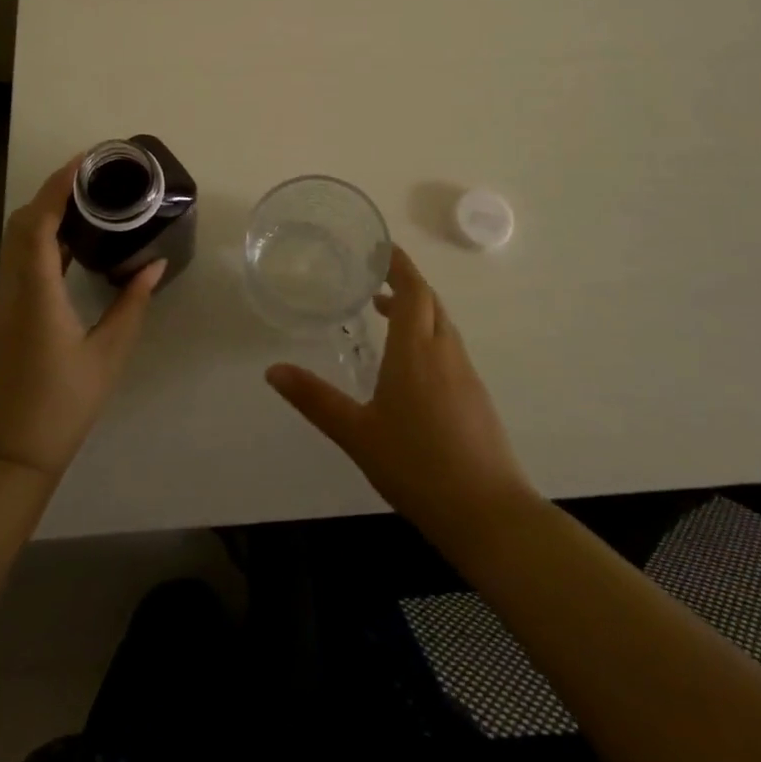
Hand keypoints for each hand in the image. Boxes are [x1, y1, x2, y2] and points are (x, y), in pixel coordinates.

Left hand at [0, 156, 164, 483]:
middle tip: (92, 179)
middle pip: (21, 224)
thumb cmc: (59, 408)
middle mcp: (9, 290)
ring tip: (88, 206)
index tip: (86, 161)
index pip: (37, 221)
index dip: (58, 185)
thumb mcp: (106, 357)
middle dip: (52, 193)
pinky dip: (40, 245)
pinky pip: (18, 266)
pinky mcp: (0, 320)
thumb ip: (130, 306)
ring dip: (45, 218)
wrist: (2, 460)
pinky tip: (70, 251)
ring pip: (15, 244)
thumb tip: (153, 267)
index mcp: (34, 293)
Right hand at [266, 245, 536, 540]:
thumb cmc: (415, 466)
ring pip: (443, 325)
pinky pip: (451, 349)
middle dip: (406, 284)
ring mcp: (466, 375)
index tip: (382, 248)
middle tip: (376, 281)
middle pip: (430, 302)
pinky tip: (413, 368)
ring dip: (418, 310)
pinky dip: (429, 337)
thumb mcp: (356, 433)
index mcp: (415, 351)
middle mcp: (444, 352)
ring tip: (387, 317)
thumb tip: (273, 371)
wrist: (487, 513)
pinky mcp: (477, 398)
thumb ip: (315, 399)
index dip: (399, 265)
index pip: (412, 290)